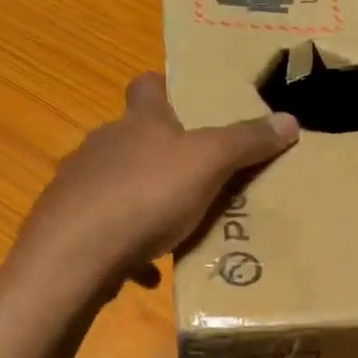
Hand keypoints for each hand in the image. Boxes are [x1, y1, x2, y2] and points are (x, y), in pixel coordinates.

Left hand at [15, 74, 297, 292]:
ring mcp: (80, 186)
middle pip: (133, 139)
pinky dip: (127, 245)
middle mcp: (102, 146)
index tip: (185, 102)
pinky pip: (105, 231)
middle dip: (161, 154)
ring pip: (117, 186)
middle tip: (197, 176)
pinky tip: (146, 270)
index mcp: (138, 123)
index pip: (147, 86)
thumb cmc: (146, 195)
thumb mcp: (208, 164)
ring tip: (174, 227)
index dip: (165, 88)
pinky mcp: (68, 227)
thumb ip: (246, 142)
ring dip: (144, 201)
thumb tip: (289, 119)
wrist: (74, 255)